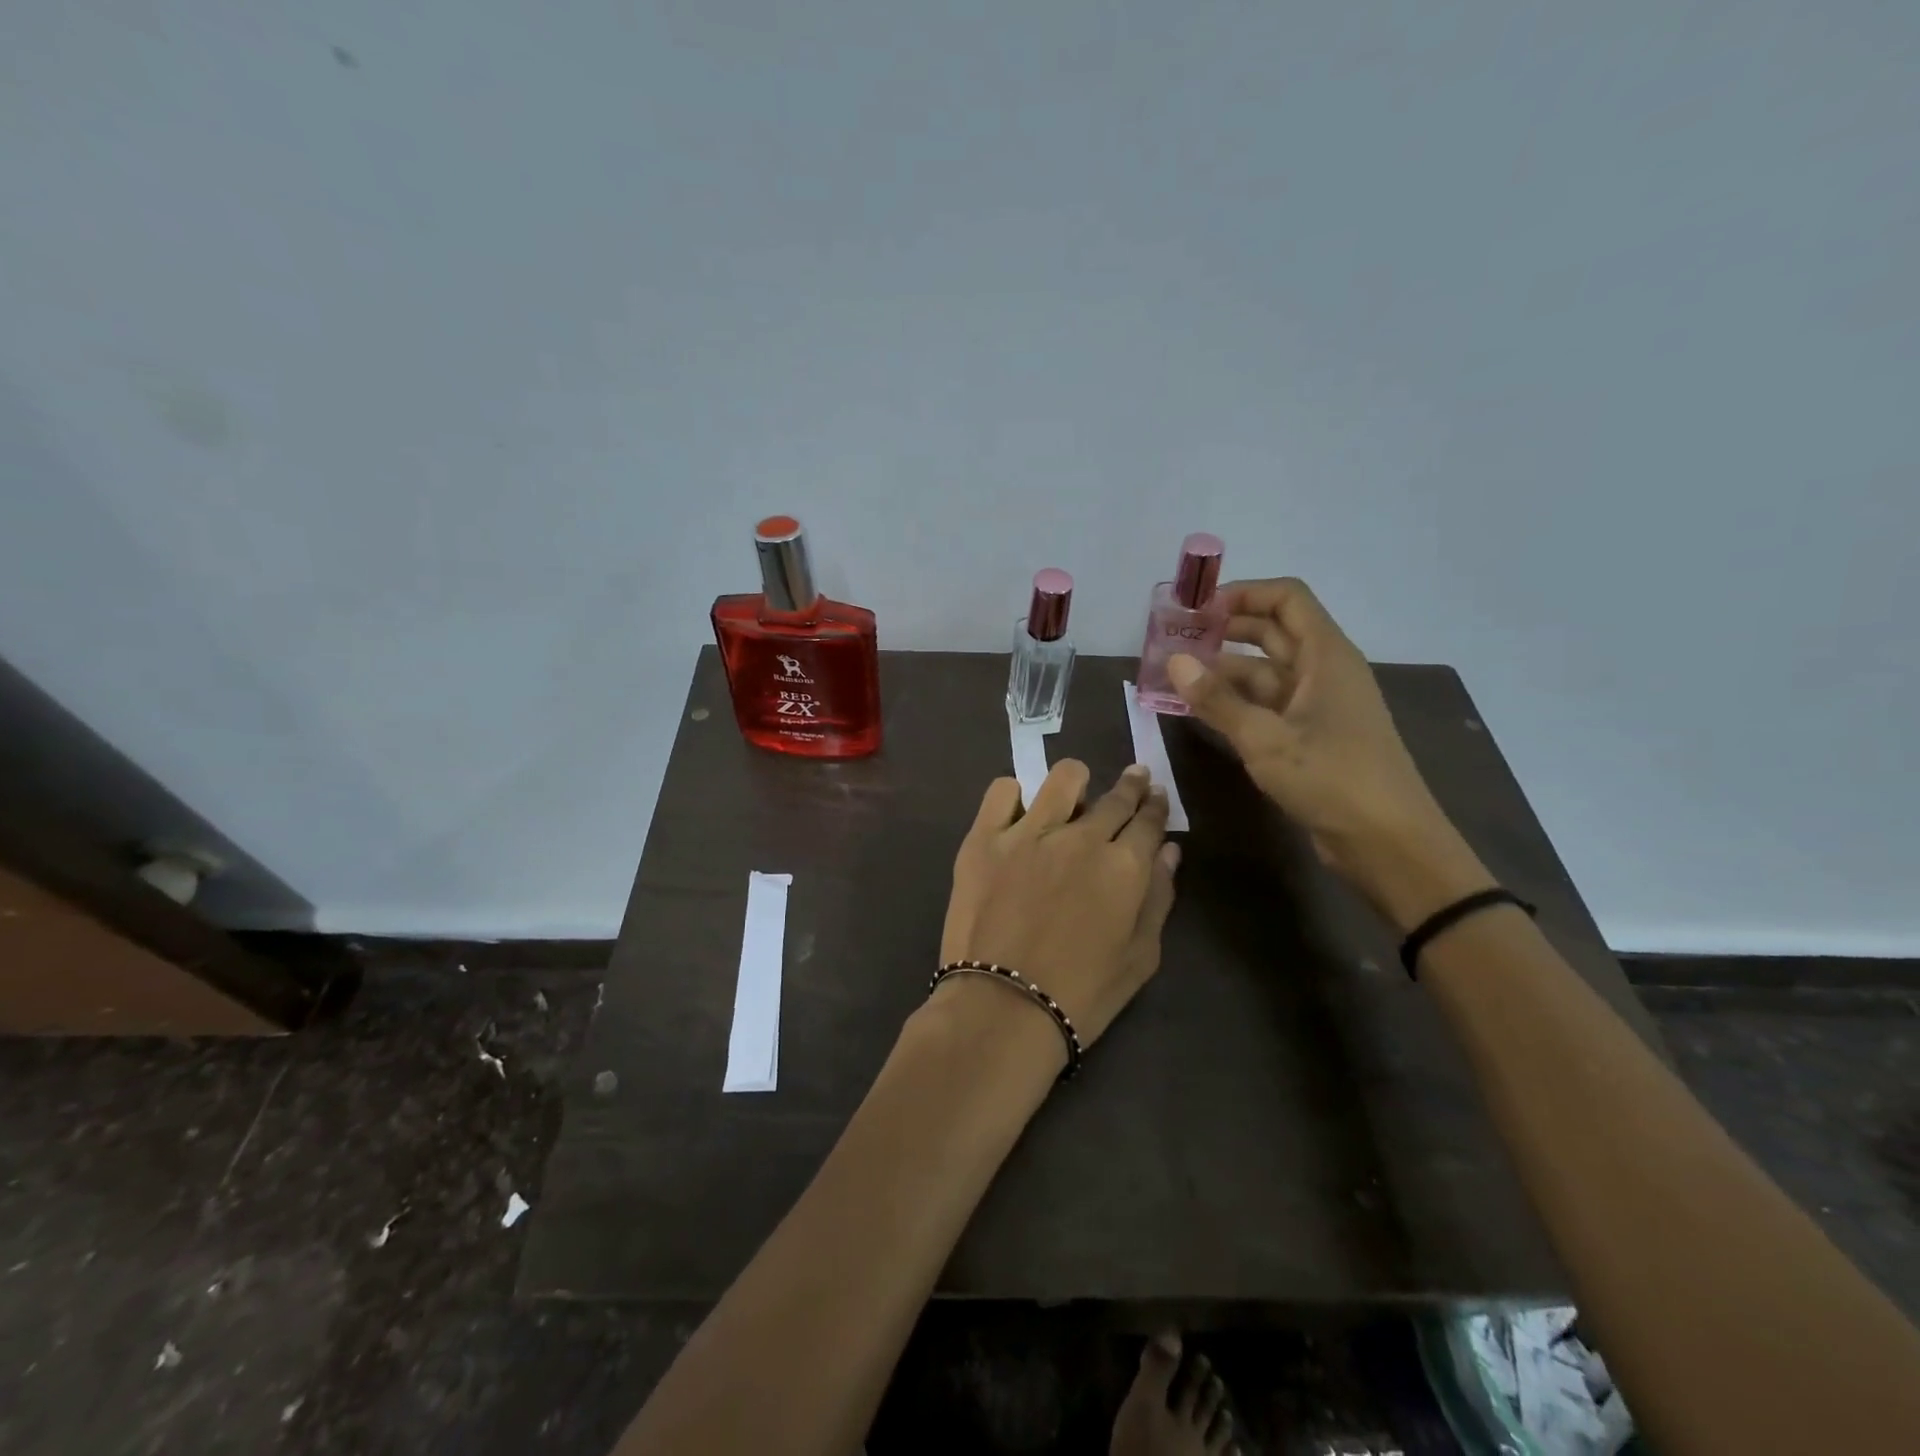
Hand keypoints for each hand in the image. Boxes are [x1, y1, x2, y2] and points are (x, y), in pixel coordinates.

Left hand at [938, 762, 1179, 1055]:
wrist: (1002, 1009)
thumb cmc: (1082, 994)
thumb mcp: (1140, 957)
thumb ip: (1158, 898)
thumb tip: (1168, 851)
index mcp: (1124, 866)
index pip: (1148, 821)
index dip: (1155, 806)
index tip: (1155, 795)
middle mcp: (1081, 837)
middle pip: (1114, 797)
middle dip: (1130, 786)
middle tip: (1132, 781)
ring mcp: (1028, 833)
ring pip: (1063, 778)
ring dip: (1076, 783)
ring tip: (1073, 795)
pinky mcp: (984, 838)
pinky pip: (1002, 792)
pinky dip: (1014, 796)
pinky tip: (1019, 812)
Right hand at [1166, 578, 1489, 927]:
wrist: (1387, 843)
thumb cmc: (1332, 779)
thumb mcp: (1266, 738)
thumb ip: (1217, 699)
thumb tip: (1175, 661)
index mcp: (1325, 656)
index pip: (1286, 599)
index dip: (1243, 594)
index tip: (1197, 608)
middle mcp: (1322, 672)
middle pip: (1272, 632)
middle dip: (1224, 631)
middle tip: (1175, 639)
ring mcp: (1317, 706)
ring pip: (1264, 673)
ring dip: (1222, 672)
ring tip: (1174, 676)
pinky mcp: (1310, 737)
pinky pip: (1266, 706)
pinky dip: (1234, 703)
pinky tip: (1199, 710)